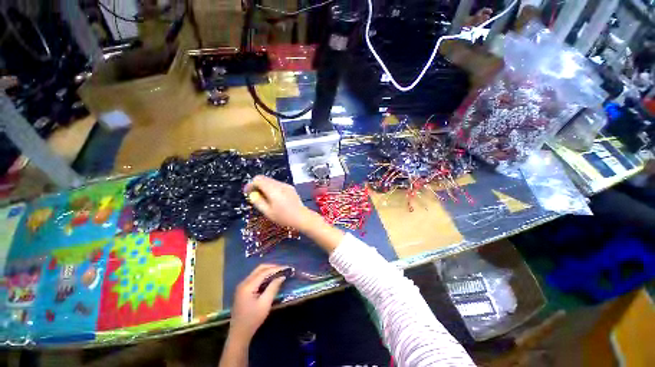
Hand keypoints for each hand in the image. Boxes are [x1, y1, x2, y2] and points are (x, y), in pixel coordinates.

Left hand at [229, 264, 288, 341]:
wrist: (238, 334)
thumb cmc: (252, 320)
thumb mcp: (265, 304)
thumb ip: (273, 287)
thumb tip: (282, 276)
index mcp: (248, 286)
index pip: (264, 272)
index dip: (276, 269)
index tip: (287, 268)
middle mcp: (244, 282)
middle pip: (260, 269)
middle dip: (272, 267)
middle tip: (283, 269)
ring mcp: (242, 286)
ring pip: (257, 272)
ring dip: (268, 271)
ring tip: (279, 273)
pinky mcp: (243, 289)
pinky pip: (255, 277)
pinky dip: (264, 276)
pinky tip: (271, 279)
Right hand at [244, 175, 311, 229]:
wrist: (301, 216)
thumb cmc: (283, 216)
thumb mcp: (267, 212)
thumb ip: (258, 201)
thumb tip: (252, 194)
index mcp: (273, 189)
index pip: (258, 179)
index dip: (251, 185)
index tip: (247, 193)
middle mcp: (279, 184)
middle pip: (264, 178)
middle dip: (257, 185)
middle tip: (255, 196)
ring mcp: (286, 185)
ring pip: (271, 181)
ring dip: (265, 186)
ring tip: (264, 198)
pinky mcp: (290, 188)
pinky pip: (278, 184)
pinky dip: (272, 188)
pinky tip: (274, 198)